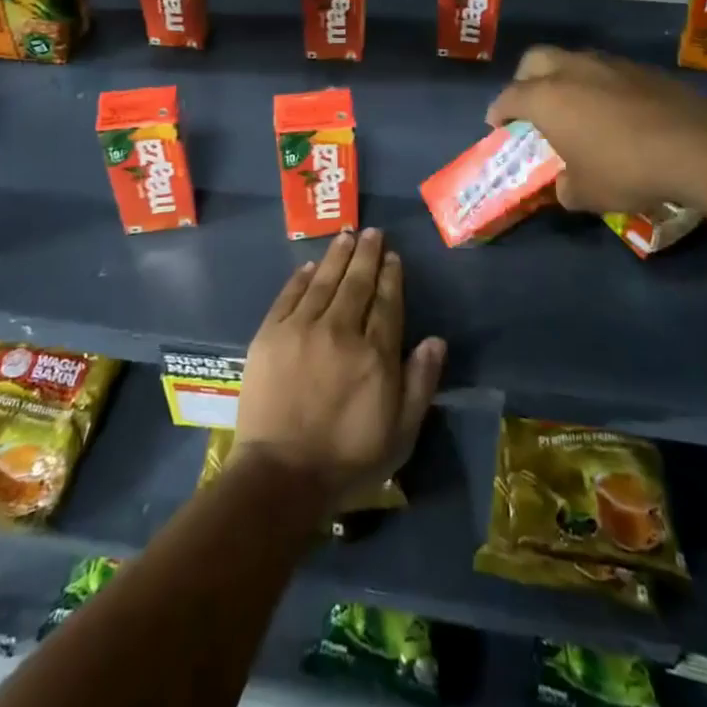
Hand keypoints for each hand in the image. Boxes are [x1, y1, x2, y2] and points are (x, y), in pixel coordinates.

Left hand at [235, 229, 445, 508]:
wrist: (280, 474)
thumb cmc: (347, 459)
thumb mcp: (400, 433)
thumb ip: (420, 383)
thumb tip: (436, 340)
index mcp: (375, 355)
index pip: (387, 303)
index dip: (391, 277)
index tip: (393, 256)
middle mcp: (340, 331)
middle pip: (357, 283)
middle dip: (367, 255)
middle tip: (372, 232)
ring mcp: (301, 329)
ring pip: (323, 281)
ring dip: (337, 256)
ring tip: (346, 235)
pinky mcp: (270, 335)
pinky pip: (289, 296)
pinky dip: (300, 278)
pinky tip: (308, 266)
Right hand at [485, 45, 706, 214]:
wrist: (700, 148)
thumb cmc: (628, 171)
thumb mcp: (586, 194)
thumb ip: (564, 187)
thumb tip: (564, 184)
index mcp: (547, 98)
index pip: (509, 97)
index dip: (498, 111)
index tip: (497, 125)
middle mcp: (572, 71)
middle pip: (535, 60)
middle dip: (525, 80)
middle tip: (531, 105)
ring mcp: (609, 65)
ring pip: (572, 60)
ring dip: (564, 79)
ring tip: (573, 107)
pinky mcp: (641, 69)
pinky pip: (605, 70)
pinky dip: (598, 85)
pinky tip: (612, 111)